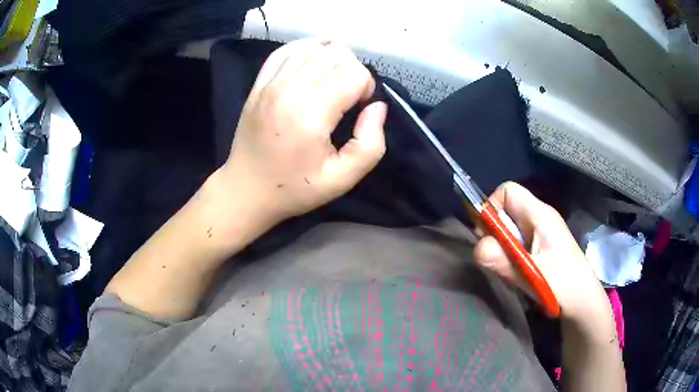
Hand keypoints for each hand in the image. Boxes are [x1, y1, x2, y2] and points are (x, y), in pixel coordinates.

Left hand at [218, 38, 387, 225]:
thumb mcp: (342, 179)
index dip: (367, 88)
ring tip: (332, 83)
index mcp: (310, 112)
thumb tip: (377, 107)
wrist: (246, 189)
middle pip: (337, 54)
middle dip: (353, 72)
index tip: (358, 110)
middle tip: (347, 98)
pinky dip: (306, 49)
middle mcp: (289, 88)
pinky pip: (287, 50)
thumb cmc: (294, 188)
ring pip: (314, 47)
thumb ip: (370, 144)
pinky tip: (313, 61)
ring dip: (332, 60)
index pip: (355, 73)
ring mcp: (270, 82)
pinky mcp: (259, 83)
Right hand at [474, 182, 611, 325]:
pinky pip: (514, 248)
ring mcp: (538, 236)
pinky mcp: (537, 251)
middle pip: (505, 214)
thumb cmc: (566, 285)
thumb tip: (477, 247)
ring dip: (502, 254)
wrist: (583, 304)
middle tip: (499, 262)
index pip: (508, 192)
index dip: (492, 207)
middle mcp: (538, 220)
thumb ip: (506, 261)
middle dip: (496, 237)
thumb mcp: (534, 275)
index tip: (487, 236)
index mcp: (541, 215)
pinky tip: (518, 278)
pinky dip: (509, 262)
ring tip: (512, 274)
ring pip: (507, 234)